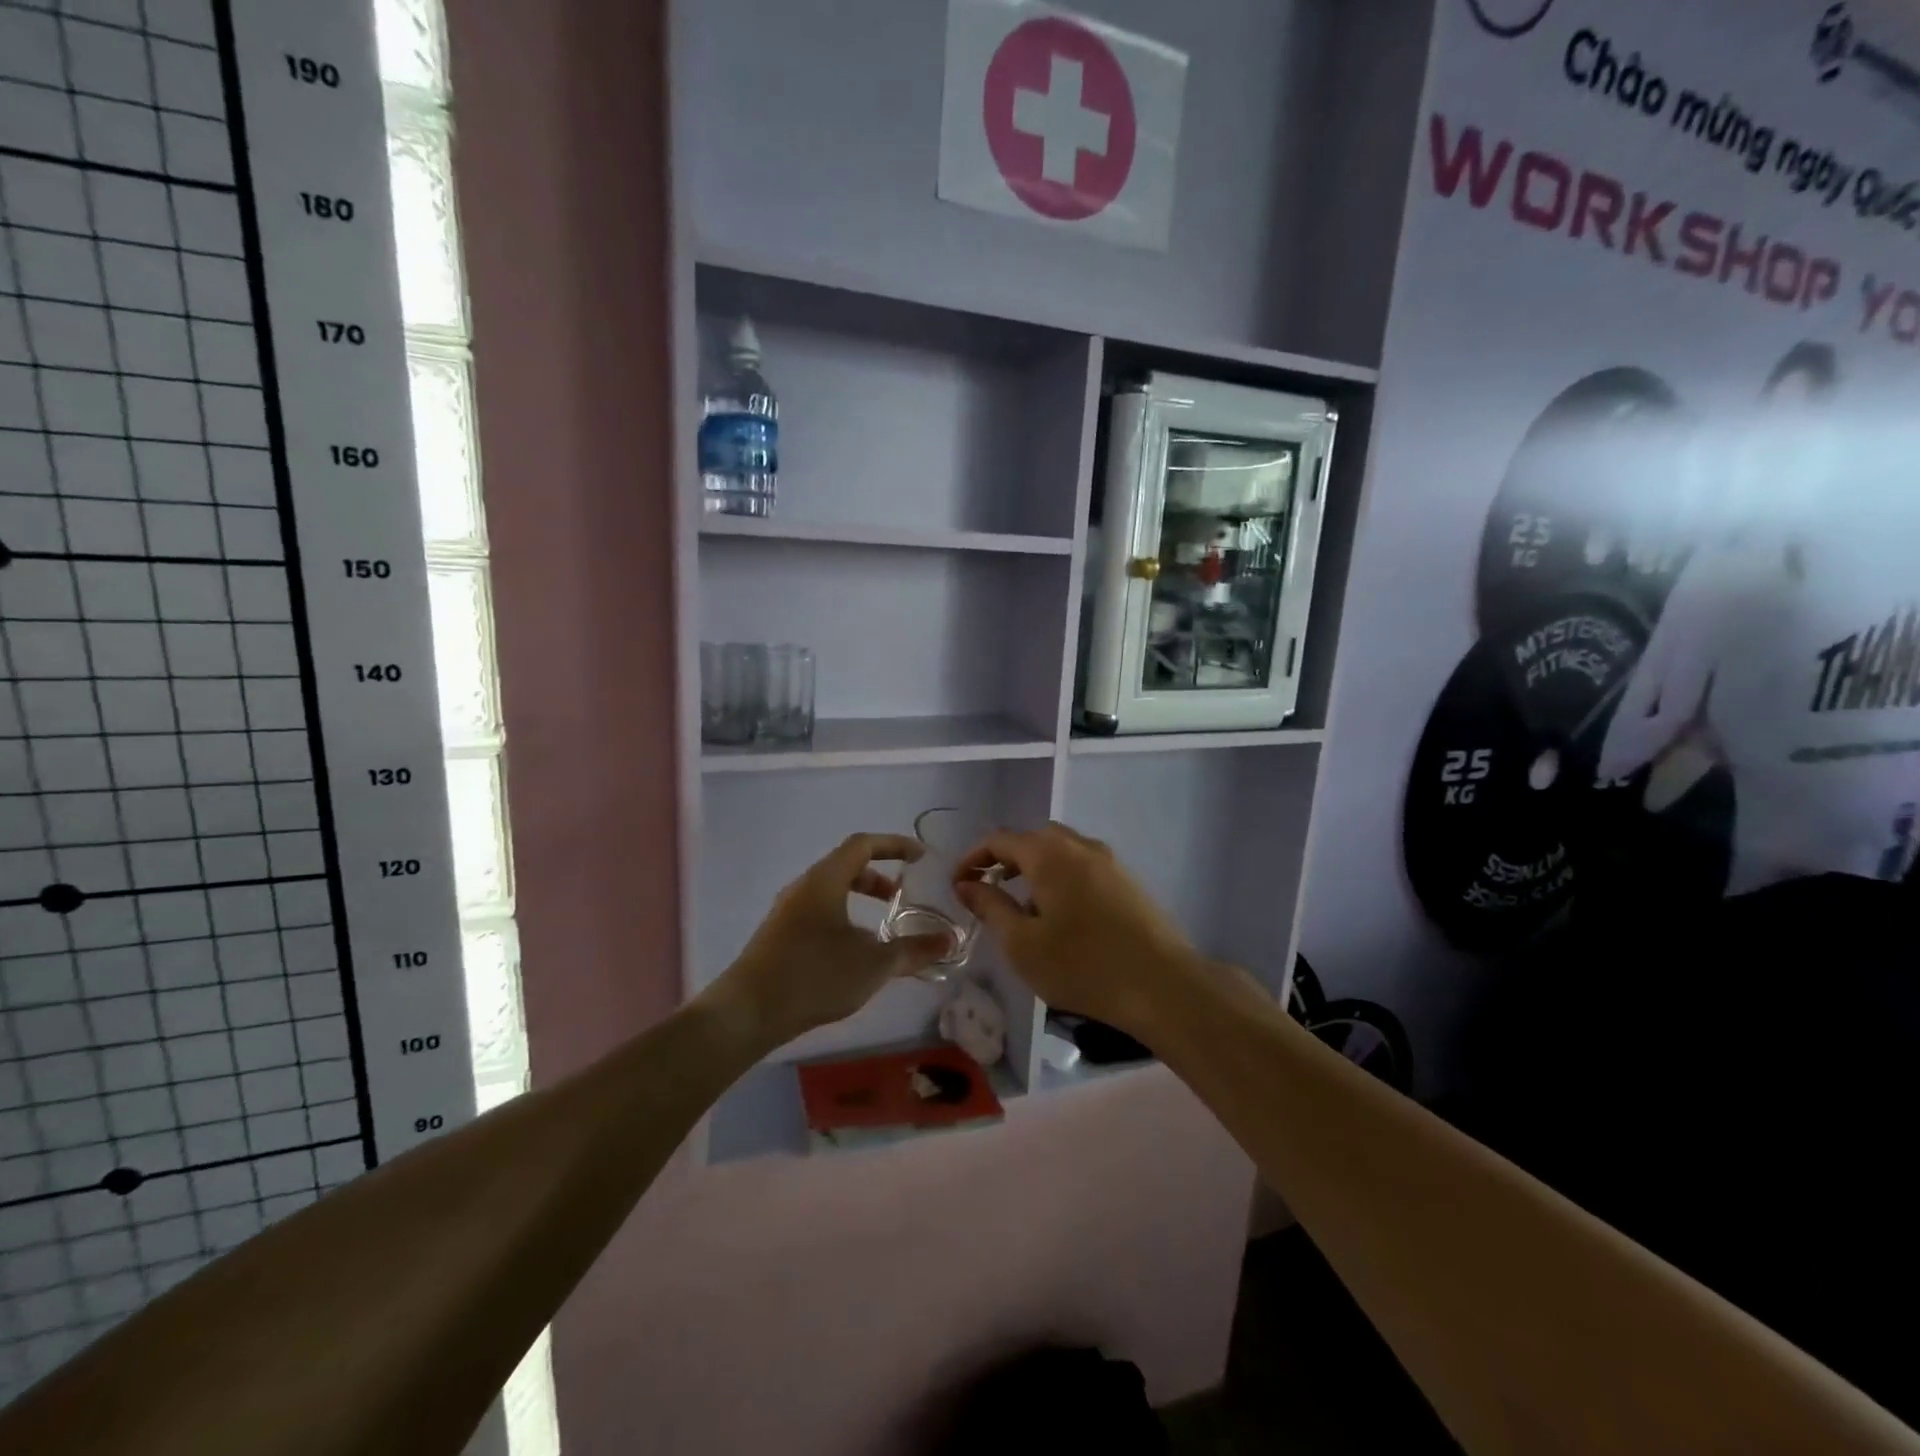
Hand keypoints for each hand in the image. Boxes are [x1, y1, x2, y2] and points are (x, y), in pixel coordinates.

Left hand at [703, 833, 951, 1050]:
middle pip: (846, 866)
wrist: (747, 1012)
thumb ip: (914, 950)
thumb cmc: (814, 975)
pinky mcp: (778, 936)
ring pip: (830, 891)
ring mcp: (787, 912)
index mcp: (825, 880)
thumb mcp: (873, 964)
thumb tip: (949, 941)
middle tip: (901, 898)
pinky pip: (818, 912)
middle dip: (878, 877)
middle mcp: (803, 887)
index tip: (921, 857)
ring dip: (859, 900)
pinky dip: (843, 919)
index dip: (895, 845)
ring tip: (881, 930)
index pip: (863, 844)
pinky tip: (853, 954)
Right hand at [954, 822, 1205, 1037]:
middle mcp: (1080, 846)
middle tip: (988, 890)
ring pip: (1061, 850)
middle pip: (1033, 839)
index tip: (957, 884)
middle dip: (1005, 860)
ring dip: (1035, 868)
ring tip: (1023, 906)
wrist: (1163, 985)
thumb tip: (966, 884)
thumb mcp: (1022, 943)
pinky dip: (1061, 877)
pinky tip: (1062, 915)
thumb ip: (990, 907)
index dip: (973, 858)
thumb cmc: (1082, 965)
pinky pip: (1083, 865)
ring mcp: (1109, 861)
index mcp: (1049, 854)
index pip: (1000, 840)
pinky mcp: (1128, 881)